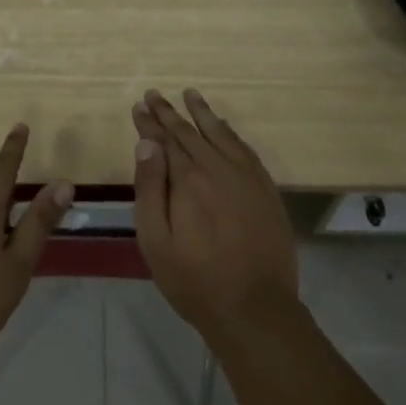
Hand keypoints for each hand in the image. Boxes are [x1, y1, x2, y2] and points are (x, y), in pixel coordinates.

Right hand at [133, 88, 298, 343]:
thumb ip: (150, 188)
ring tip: (190, 94)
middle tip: (154, 94)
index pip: (165, 140)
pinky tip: (223, 127)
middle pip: (190, 132)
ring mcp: (247, 177)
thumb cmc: (195, 281)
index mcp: (188, 180)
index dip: (150, 122)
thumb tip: (147, 143)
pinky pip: (245, 149)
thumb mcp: (156, 241)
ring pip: (220, 134)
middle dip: (169, 112)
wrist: (256, 310)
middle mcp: (218, 168)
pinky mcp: (266, 190)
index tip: (139, 105)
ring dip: (202, 113)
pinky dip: (230, 133)